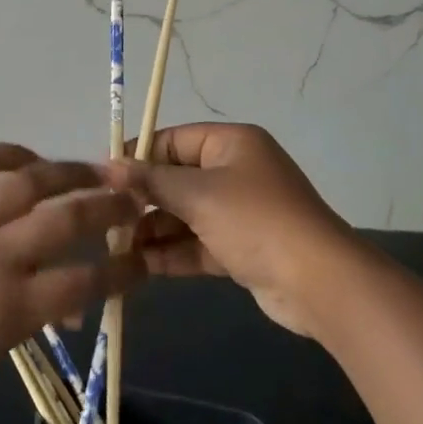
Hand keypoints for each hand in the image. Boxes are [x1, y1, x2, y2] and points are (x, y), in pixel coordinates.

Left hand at [0, 144, 143, 394]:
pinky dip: (13, 152)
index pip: (85, 282)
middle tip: (134, 198)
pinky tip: (31, 158)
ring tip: (96, 168)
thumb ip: (35, 315)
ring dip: (72, 172)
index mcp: (10, 307)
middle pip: (68, 220)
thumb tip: (73, 299)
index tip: (142, 259)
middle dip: (110, 207)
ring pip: (32, 180)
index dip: (122, 270)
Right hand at [105, 124, 355, 337]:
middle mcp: (235, 171)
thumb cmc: (255, 220)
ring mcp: (239, 211)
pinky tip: (139, 265)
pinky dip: (172, 251)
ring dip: (154, 229)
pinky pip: (198, 243)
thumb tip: (109, 166)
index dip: (138, 156)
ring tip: (115, 246)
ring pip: (185, 214)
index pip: (173, 140)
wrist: (318, 283)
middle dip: (143, 200)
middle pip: (177, 179)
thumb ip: (152, 181)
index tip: (103, 177)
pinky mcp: (241, 247)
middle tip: (105, 218)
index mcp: (230, 144)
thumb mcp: (199, 195)